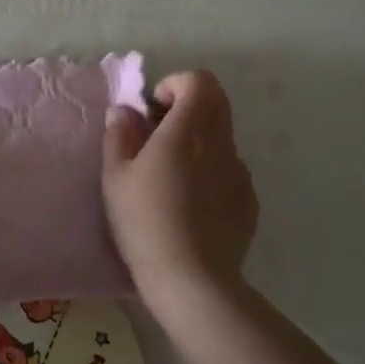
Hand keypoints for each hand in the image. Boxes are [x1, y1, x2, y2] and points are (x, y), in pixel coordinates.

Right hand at [102, 69, 258, 313]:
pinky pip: (231, 170)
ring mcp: (240, 174)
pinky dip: (212, 171)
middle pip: (217, 102)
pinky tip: (191, 205)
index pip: (199, 81)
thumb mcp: (115, 177)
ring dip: (199, 141)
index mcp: (187, 132)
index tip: (153, 111)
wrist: (192, 281)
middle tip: (159, 135)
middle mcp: (220, 145)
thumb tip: (125, 111)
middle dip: (188, 107)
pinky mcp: (249, 201)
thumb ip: (120, 135)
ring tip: (172, 176)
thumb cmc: (144, 222)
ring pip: (223, 137)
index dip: (175, 85)